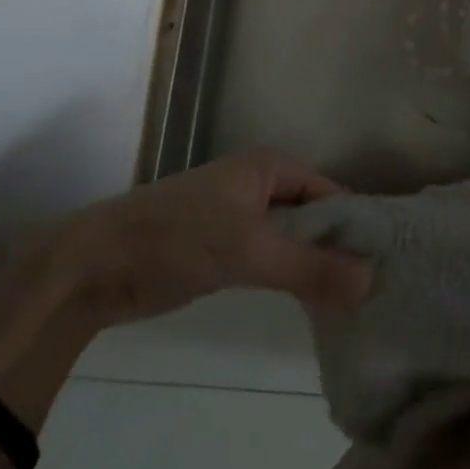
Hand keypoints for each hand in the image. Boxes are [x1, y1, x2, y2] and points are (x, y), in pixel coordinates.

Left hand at [58, 149, 371, 325]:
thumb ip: (311, 268)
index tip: (382, 264)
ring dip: (311, 264)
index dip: (356, 226)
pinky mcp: (218, 246)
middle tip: (368, 290)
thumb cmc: (175, 241)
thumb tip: (372, 281)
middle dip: (336, 248)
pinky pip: (267, 255)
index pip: (332, 193)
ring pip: (290, 238)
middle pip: (313, 215)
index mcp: (270, 167)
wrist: (87, 268)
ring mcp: (236, 215)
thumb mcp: (249, 251)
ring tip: (346, 301)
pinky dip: (286, 274)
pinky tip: (305, 301)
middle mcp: (258, 183)